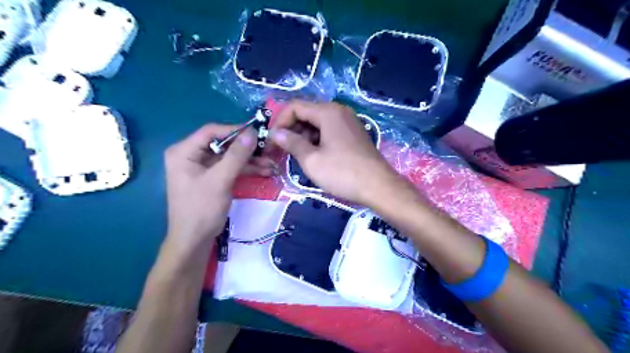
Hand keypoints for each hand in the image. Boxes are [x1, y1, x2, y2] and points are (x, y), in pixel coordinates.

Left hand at [164, 125, 276, 246]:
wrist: (194, 240)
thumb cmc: (201, 209)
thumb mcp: (220, 180)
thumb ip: (236, 155)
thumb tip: (252, 132)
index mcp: (184, 151)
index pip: (211, 131)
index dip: (235, 130)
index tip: (258, 133)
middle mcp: (192, 155)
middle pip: (223, 144)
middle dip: (247, 149)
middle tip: (268, 150)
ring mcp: (203, 167)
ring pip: (230, 157)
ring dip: (250, 160)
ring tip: (271, 164)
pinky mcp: (212, 177)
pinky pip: (231, 168)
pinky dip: (246, 169)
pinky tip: (264, 171)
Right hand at [270, 100, 396, 204]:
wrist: (378, 187)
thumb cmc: (343, 173)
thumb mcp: (311, 159)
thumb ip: (291, 142)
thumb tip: (275, 133)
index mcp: (328, 112)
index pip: (294, 106)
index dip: (279, 121)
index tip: (271, 141)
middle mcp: (339, 112)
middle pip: (306, 113)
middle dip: (290, 129)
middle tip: (280, 150)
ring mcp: (348, 122)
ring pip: (317, 123)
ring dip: (302, 136)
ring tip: (295, 155)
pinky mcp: (353, 134)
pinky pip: (328, 131)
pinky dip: (316, 140)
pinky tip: (313, 156)